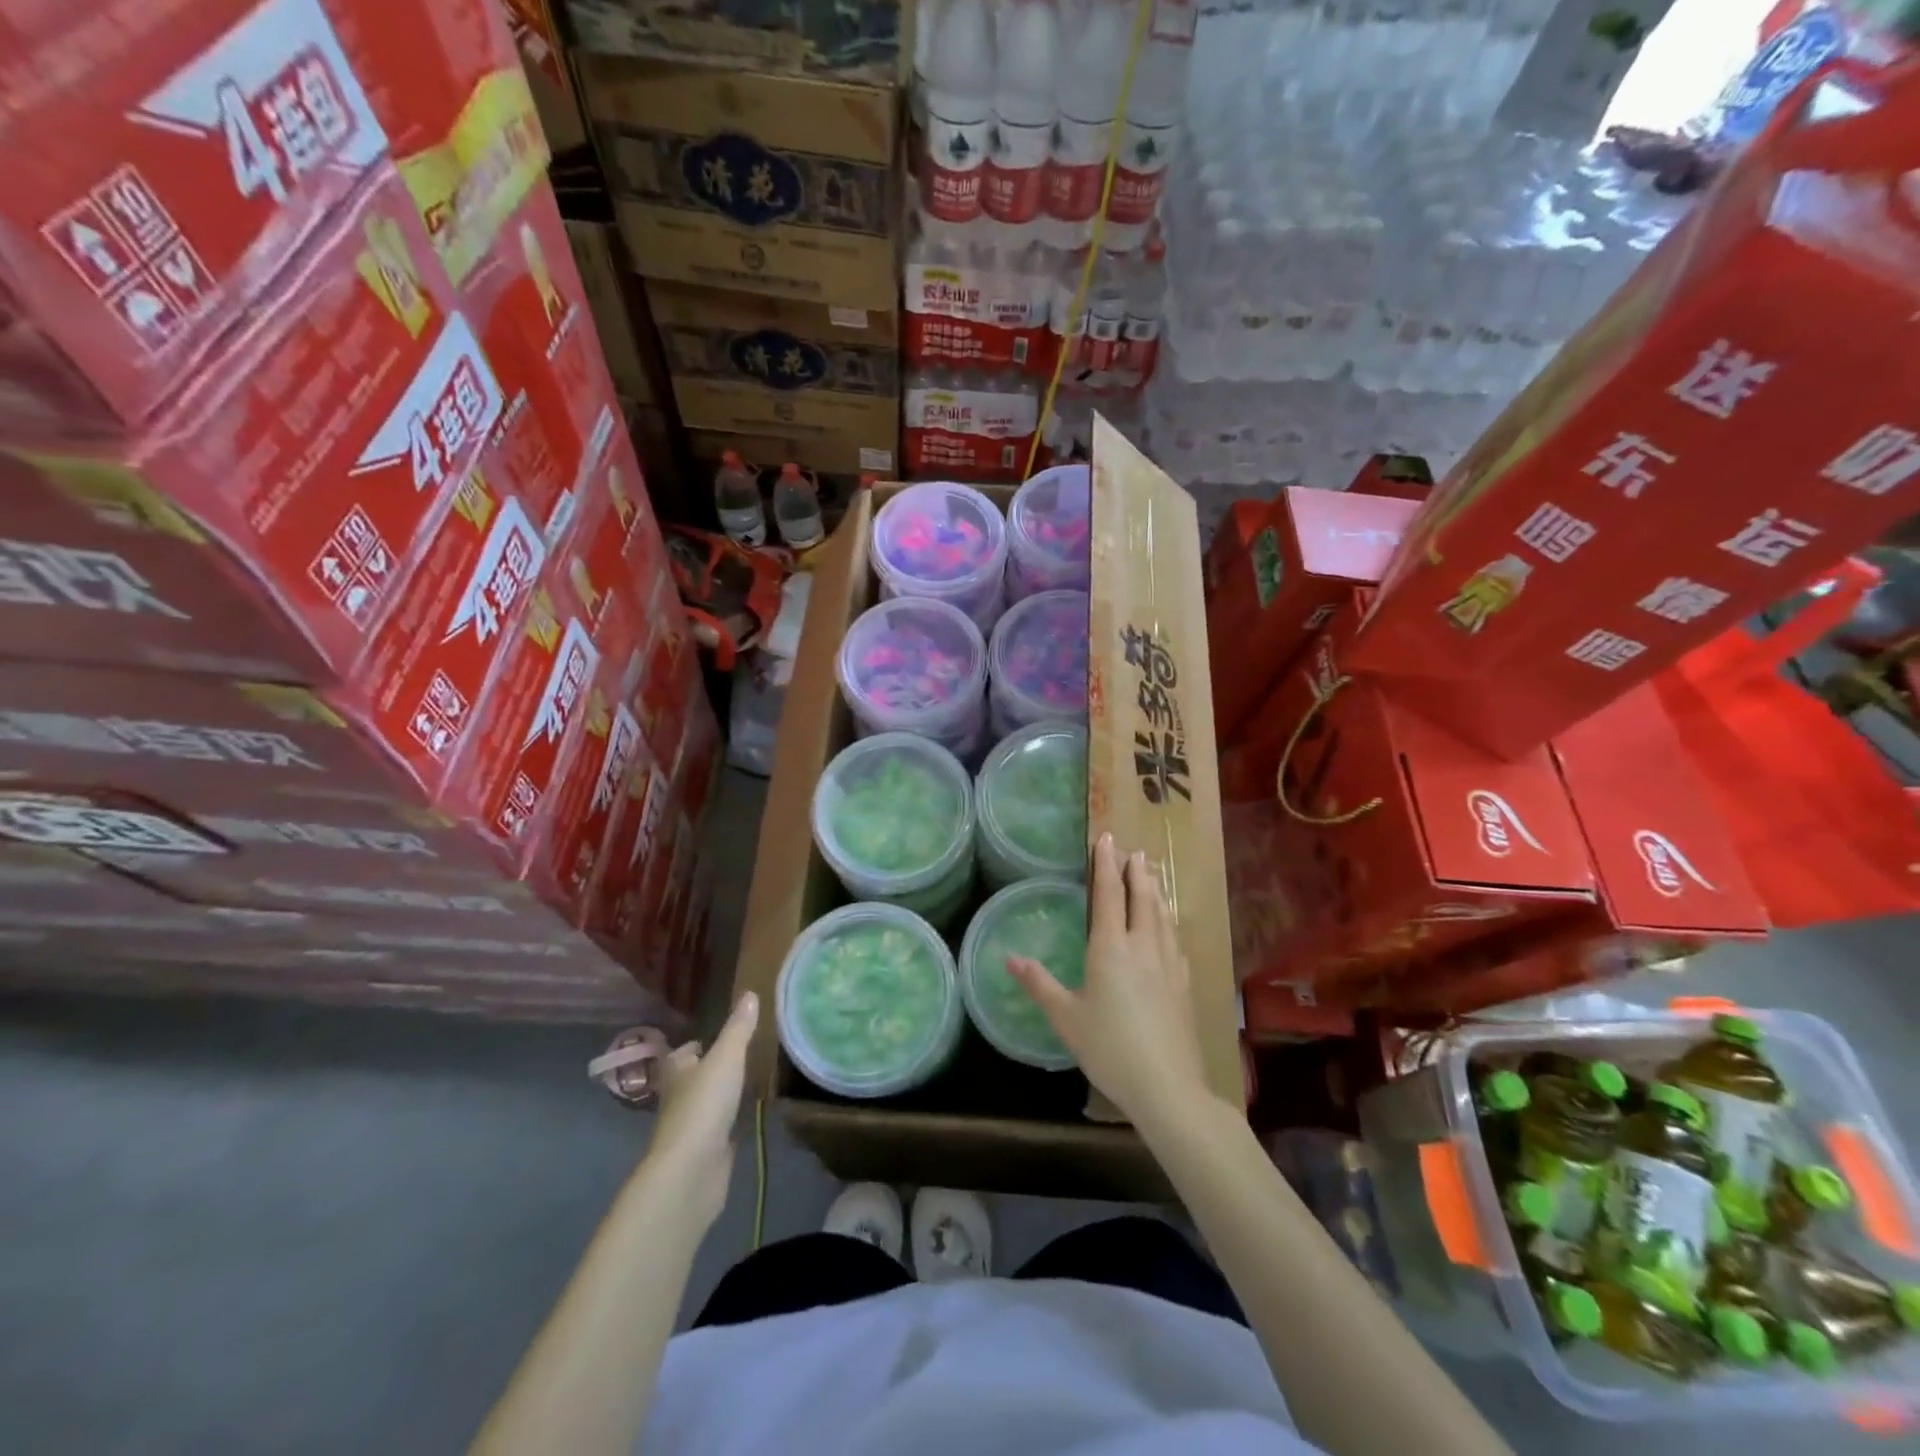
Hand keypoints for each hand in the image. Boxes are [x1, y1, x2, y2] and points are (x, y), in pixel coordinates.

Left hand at [647, 991, 758, 1228]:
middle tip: (742, 1057)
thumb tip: (749, 993)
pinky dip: (732, 1123)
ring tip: (752, 1082)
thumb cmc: (703, 1105)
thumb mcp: (726, 1058)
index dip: (697, 1046)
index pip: (683, 1054)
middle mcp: (679, 1098)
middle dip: (712, 1070)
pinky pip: (720, 1131)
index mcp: (677, 1072)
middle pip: (693, 1079)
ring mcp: (692, 1129)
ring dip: (723, 1097)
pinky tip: (750, 1117)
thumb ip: (738, 1029)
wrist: (691, 1171)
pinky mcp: (706, 1153)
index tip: (718, 1039)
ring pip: (708, 1105)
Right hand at [1008, 833, 1211, 1128]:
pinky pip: (1175, 939)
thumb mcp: (1066, 1018)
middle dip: (1136, 871)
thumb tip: (1010, 958)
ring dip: (1156, 891)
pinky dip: (1169, 921)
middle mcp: (1142, 947)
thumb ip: (1039, 984)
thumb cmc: (1109, 1049)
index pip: (1109, 894)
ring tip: (1153, 874)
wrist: (1167, 1086)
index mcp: (1110, 948)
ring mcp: (1168, 964)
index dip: (1106, 864)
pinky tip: (1170, 926)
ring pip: (1162, 916)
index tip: (1106, 838)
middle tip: (1134, 851)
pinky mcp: (1184, 984)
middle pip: (1141, 898)